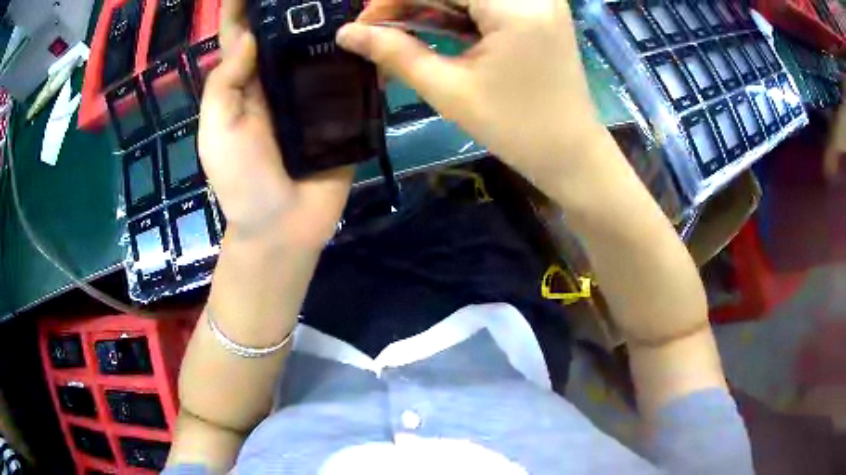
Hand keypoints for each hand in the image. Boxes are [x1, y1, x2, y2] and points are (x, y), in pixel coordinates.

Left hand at [199, 0, 353, 248]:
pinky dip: (367, 50)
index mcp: (248, 80)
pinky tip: (381, 26)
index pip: (245, 32)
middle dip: (300, 2)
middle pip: (291, 28)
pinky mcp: (348, 107)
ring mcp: (318, 90)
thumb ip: (225, 84)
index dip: (246, 4)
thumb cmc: (242, 180)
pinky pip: (358, 72)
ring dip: (338, 18)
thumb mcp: (217, 131)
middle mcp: (282, 76)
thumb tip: (251, 34)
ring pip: (327, 43)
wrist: (285, 225)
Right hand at [338, 0, 611, 194]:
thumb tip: (346, 33)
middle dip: (411, 2)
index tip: (362, 19)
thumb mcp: (450, 90)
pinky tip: (432, 26)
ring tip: (398, 28)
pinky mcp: (540, 10)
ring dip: (431, 6)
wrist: (571, 153)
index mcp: (515, 6)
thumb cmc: (515, 129)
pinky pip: (488, 1)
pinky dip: (456, 10)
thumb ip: (395, 53)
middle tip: (377, 25)